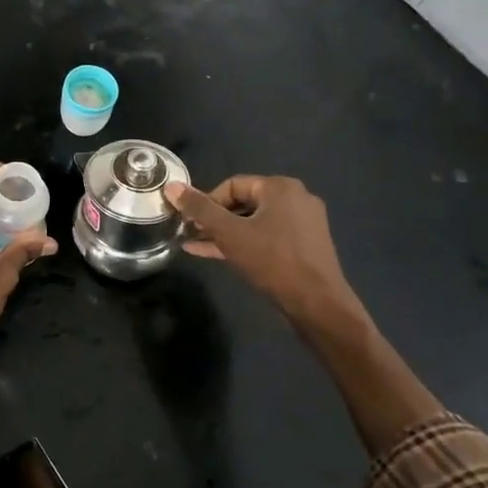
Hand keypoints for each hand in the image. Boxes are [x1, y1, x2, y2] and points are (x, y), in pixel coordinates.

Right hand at [164, 175, 363, 330]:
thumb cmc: (271, 260)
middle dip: (214, 219)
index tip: (190, 222)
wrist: (316, 302)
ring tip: (197, 245)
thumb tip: (171, 187)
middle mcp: (296, 199)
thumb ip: (199, 209)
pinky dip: (244, 243)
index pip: (232, 184)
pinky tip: (218, 255)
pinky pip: (267, 237)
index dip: (206, 202)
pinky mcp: (304, 246)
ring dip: (225, 233)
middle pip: (244, 202)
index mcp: (280, 187)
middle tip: (191, 234)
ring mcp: (303, 223)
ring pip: (254, 222)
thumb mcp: (229, 233)